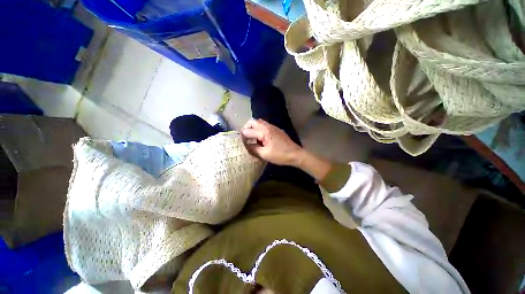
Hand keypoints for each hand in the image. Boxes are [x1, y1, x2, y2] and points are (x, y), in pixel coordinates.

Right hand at [241, 119, 302, 165]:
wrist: (295, 154)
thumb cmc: (280, 155)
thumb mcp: (264, 154)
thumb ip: (253, 148)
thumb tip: (245, 145)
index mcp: (264, 132)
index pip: (248, 131)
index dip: (242, 136)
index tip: (239, 142)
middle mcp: (268, 126)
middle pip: (253, 122)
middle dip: (246, 128)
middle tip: (244, 137)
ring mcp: (273, 127)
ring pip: (259, 123)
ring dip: (253, 128)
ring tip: (251, 138)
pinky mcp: (276, 130)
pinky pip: (265, 126)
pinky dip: (259, 129)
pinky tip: (260, 139)